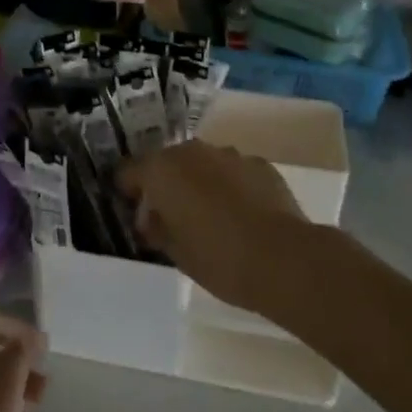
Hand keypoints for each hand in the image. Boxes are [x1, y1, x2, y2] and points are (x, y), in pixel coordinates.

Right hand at [118, 142, 307, 312]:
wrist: (284, 259)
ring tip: (211, 218)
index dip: (127, 191)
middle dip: (166, 185)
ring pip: (202, 165)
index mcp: (162, 170)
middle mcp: (191, 152)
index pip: (129, 171)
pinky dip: (231, 187)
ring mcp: (228, 154)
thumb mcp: (175, 253)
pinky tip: (242, 216)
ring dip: (199, 183)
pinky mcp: (260, 164)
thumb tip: (150, 219)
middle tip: (172, 218)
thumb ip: (156, 229)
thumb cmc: (219, 259)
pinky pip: (233, 172)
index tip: (133, 212)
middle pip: (167, 163)